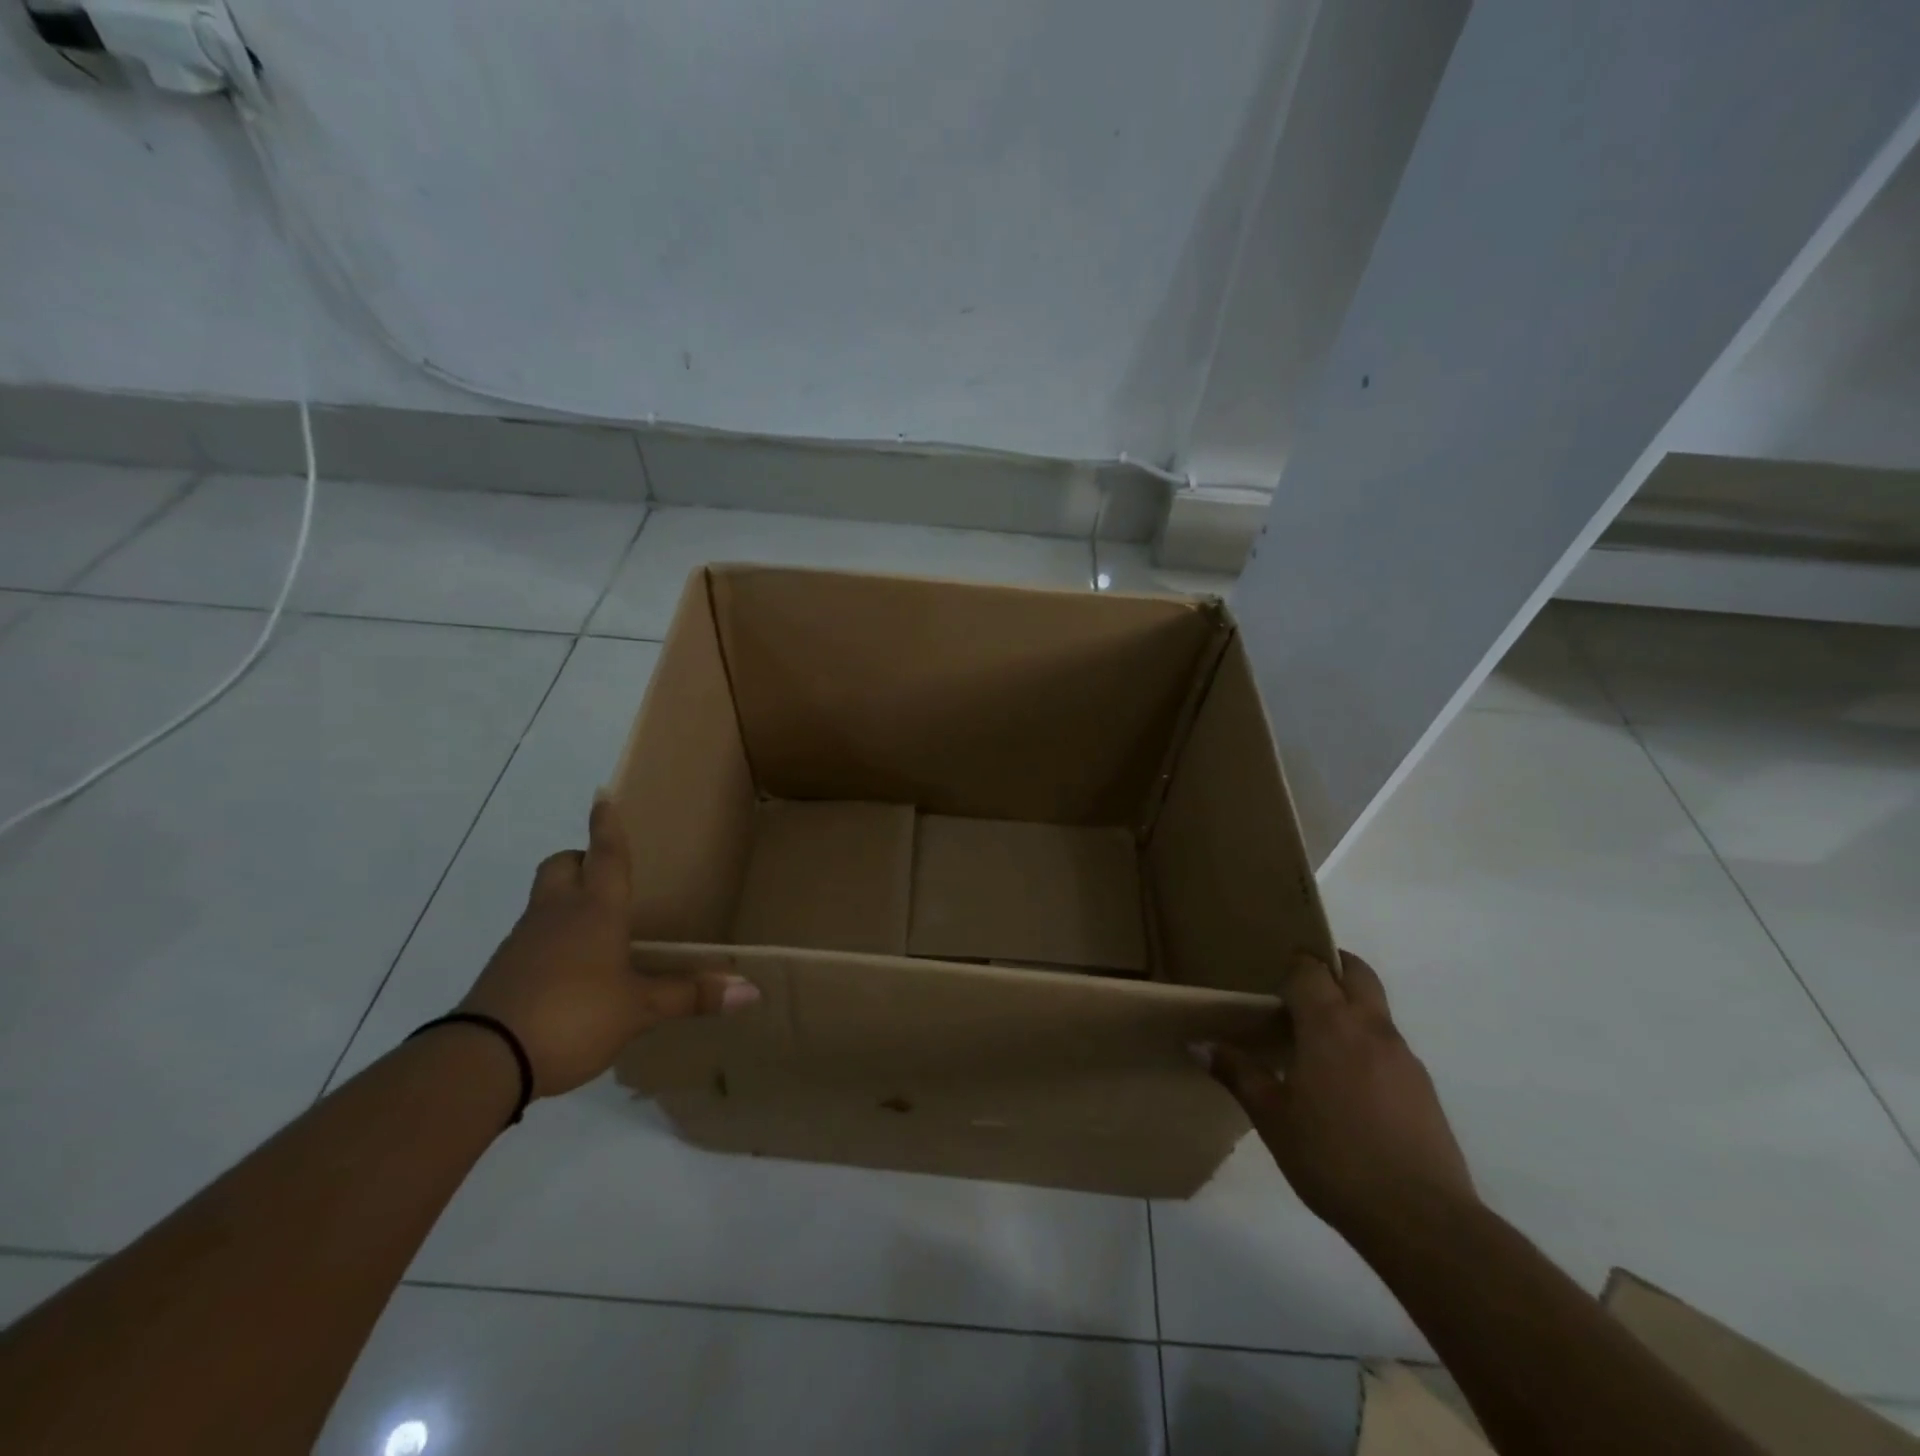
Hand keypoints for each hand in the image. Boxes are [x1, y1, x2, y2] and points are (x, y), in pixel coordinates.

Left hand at [458, 794, 759, 1096]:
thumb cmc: (574, 1015)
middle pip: (560, 866)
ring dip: (565, 901)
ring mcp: (523, 943)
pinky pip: (531, 939)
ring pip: (544, 902)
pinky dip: (550, 941)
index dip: (606, 826)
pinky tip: (571, 972)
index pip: (605, 856)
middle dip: (578, 860)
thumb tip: (752, 992)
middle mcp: (556, 915)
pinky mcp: (503, 972)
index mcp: (595, 912)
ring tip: (595, 928)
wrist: (484, 1060)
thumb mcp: (640, 1009)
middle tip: (601, 872)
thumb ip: (691, 996)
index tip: (601, 796)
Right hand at [1202, 951, 1475, 1240]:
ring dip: (1349, 1007)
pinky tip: (1347, 1086)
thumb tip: (1197, 1044)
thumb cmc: (1333, 1158)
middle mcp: (1371, 1027)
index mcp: (1330, 1024)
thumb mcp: (1271, 1116)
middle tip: (1297, 989)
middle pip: (1356, 972)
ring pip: (1375, 1008)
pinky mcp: (1423, 1088)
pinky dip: (1366, 1044)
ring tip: (1316, 1043)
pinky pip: (1389, 1045)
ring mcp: (1404, 1056)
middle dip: (1330, 967)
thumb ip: (1237, 1073)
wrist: (1421, 1219)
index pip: (1311, 969)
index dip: (1291, 966)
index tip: (1269, 980)